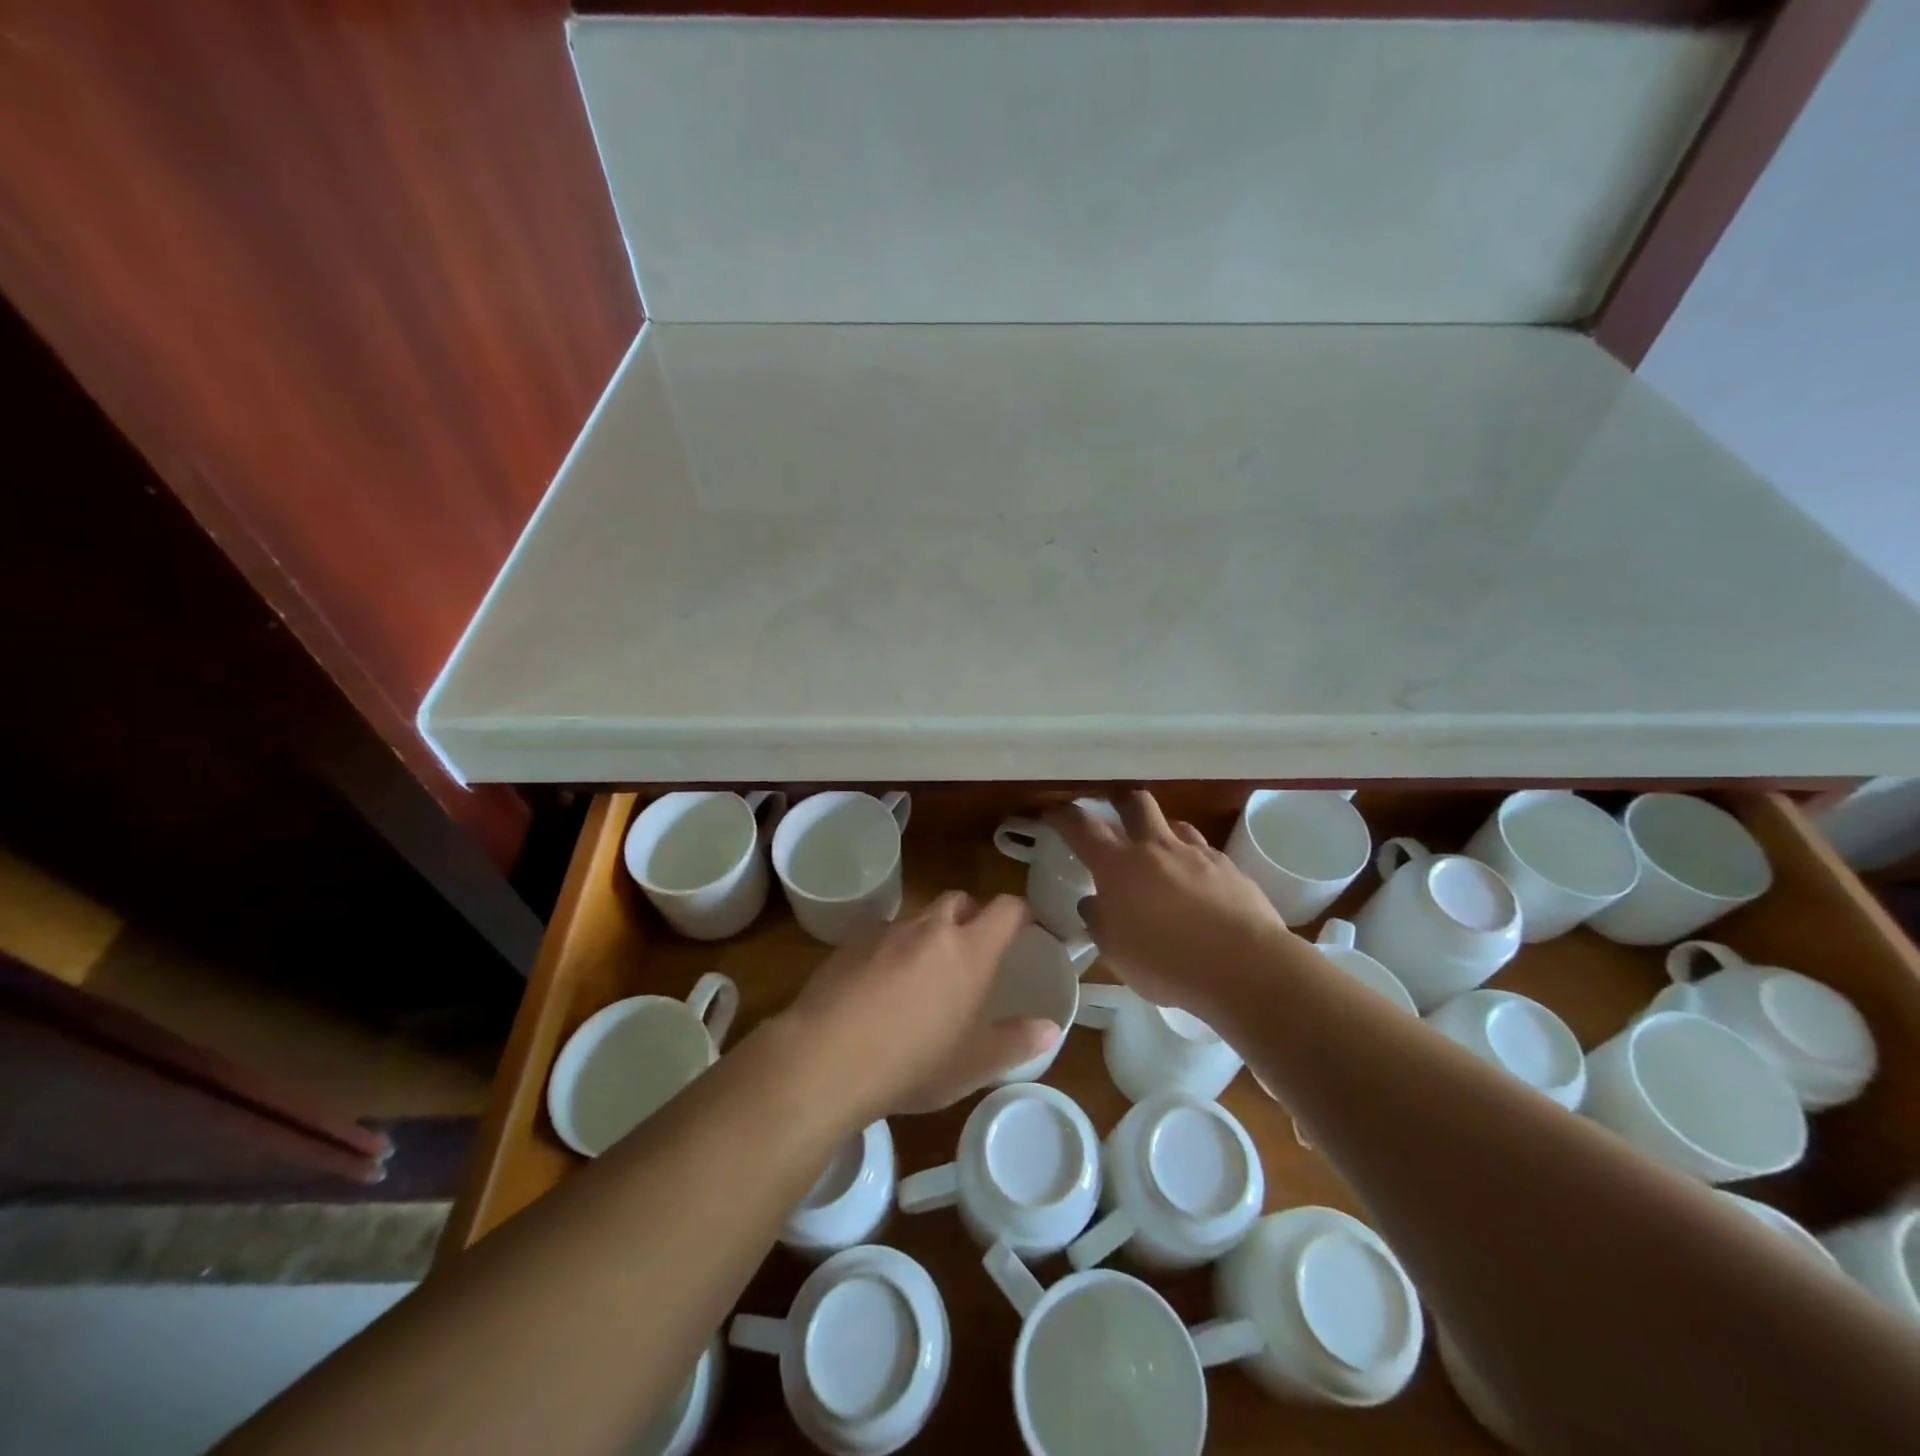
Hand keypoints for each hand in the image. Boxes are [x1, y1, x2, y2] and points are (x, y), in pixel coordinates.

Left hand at [780, 892, 1059, 1119]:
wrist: (826, 1058)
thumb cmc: (913, 1064)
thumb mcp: (973, 1064)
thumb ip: (1015, 1041)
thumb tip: (1050, 1027)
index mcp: (970, 950)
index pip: (1006, 908)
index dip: (1019, 912)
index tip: (1025, 927)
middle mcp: (930, 928)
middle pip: (959, 900)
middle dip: (970, 916)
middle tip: (971, 951)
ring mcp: (887, 931)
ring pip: (917, 917)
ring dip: (927, 933)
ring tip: (921, 973)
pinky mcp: (850, 942)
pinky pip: (881, 934)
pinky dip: (889, 949)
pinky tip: (877, 986)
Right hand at [1047, 790, 1288, 1018]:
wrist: (1245, 966)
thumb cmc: (1167, 962)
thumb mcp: (1116, 952)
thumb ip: (1099, 922)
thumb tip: (1093, 903)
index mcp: (1118, 865)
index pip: (1082, 826)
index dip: (1063, 815)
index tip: (1053, 813)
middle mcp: (1155, 847)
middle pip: (1134, 802)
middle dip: (1118, 800)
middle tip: (1111, 810)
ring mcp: (1196, 853)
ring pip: (1174, 824)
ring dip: (1160, 831)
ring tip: (1159, 853)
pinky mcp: (1230, 867)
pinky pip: (1204, 852)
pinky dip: (1192, 860)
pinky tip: (1196, 884)